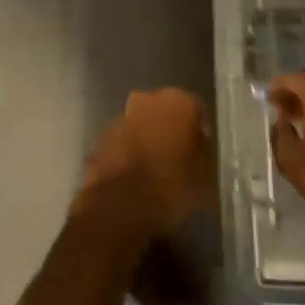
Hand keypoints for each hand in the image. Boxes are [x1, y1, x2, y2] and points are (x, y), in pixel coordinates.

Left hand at [78, 88, 212, 236]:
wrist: (119, 205)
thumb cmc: (172, 186)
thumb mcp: (204, 175)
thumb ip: (202, 152)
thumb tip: (198, 144)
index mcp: (178, 102)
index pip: (195, 109)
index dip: (198, 131)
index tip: (201, 152)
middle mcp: (147, 99)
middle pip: (164, 113)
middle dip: (170, 131)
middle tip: (179, 160)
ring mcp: (120, 117)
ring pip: (141, 126)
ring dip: (147, 142)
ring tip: (155, 174)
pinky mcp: (100, 138)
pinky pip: (123, 143)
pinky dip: (129, 155)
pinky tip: (134, 180)